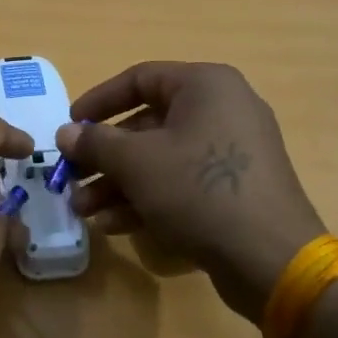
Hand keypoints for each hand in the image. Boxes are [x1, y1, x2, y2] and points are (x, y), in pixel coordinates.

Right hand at [57, 62, 324, 318]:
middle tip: (70, 178)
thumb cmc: (200, 190)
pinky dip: (148, 198)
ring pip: (161, 159)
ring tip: (83, 210)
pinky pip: (182, 183)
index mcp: (205, 86)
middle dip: (104, 156)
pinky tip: (114, 225)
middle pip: (147, 124)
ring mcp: (232, 152)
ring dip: (118, 183)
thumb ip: (96, 142)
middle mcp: (223, 109)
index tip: (68, 126)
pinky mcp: (236, 189)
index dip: (97, 101)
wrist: (271, 257)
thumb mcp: (137, 162)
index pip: (139, 79)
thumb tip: (66, 133)